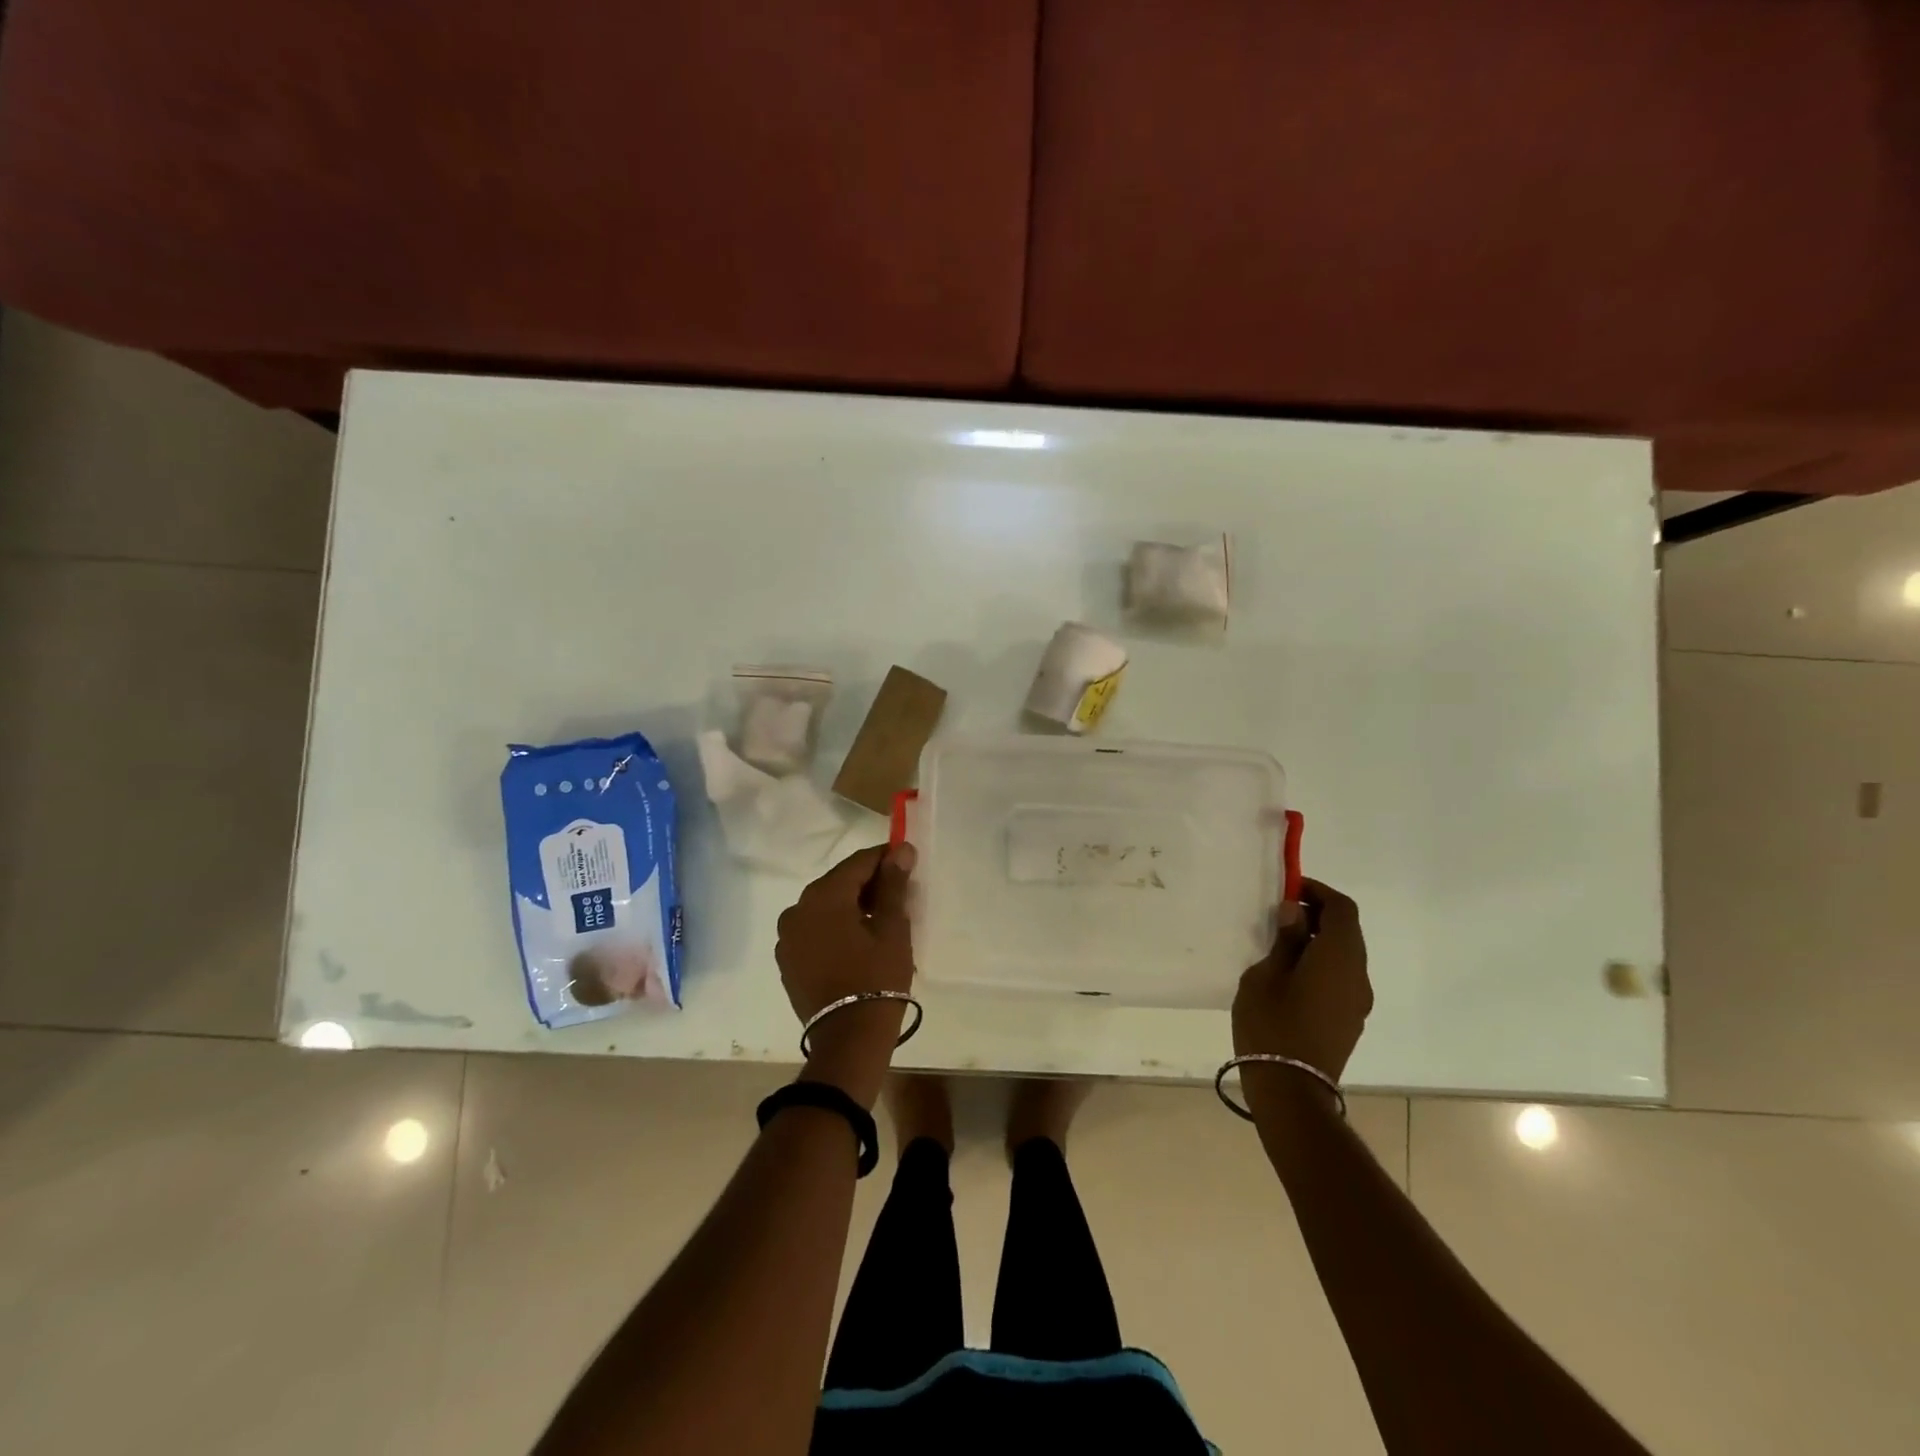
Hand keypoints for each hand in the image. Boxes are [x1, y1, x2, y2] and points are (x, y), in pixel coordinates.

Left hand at [774, 842, 916, 1107]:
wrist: (847, 1041)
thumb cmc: (877, 979)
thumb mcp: (892, 929)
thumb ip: (893, 885)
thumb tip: (900, 850)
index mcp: (823, 896)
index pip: (858, 863)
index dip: (885, 859)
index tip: (907, 863)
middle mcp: (797, 909)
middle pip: (838, 883)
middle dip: (868, 884)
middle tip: (899, 896)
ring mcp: (787, 937)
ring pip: (825, 907)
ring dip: (851, 907)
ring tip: (880, 923)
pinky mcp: (787, 961)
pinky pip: (814, 931)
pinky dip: (834, 928)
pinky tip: (857, 944)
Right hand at [1232, 878, 1371, 1115]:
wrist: (1291, 1089)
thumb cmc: (1271, 1024)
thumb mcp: (1266, 975)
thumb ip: (1285, 940)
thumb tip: (1295, 913)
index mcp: (1339, 958)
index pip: (1342, 909)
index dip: (1318, 892)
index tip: (1289, 889)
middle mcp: (1358, 975)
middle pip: (1348, 931)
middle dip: (1319, 914)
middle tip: (1282, 914)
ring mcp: (1357, 1001)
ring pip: (1346, 955)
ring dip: (1321, 940)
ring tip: (1282, 943)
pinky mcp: (1350, 1019)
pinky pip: (1342, 977)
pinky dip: (1323, 963)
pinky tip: (1292, 974)